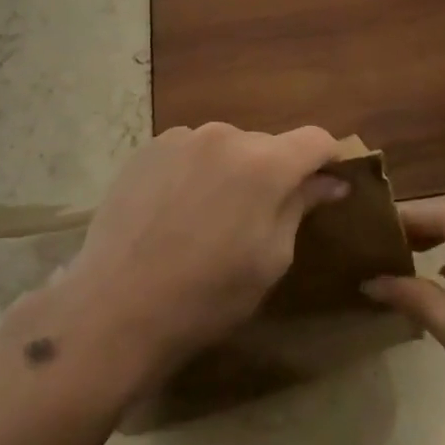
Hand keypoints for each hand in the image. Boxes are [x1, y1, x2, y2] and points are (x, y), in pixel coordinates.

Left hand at [53, 122, 347, 388]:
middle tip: (257, 218)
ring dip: (231, 171)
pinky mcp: (148, 148)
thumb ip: (301, 207)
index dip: (328, 159)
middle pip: (267, 145)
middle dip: (273, 173)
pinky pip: (189, 152)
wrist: (115, 308)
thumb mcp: (270, 259)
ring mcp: (182, 138)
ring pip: (226, 148)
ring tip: (208, 217)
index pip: (315, 139)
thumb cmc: (207, 295)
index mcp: (265, 163)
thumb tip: (330, 181)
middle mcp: (225, 135)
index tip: (327, 184)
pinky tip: (175, 211)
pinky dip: (195, 172)